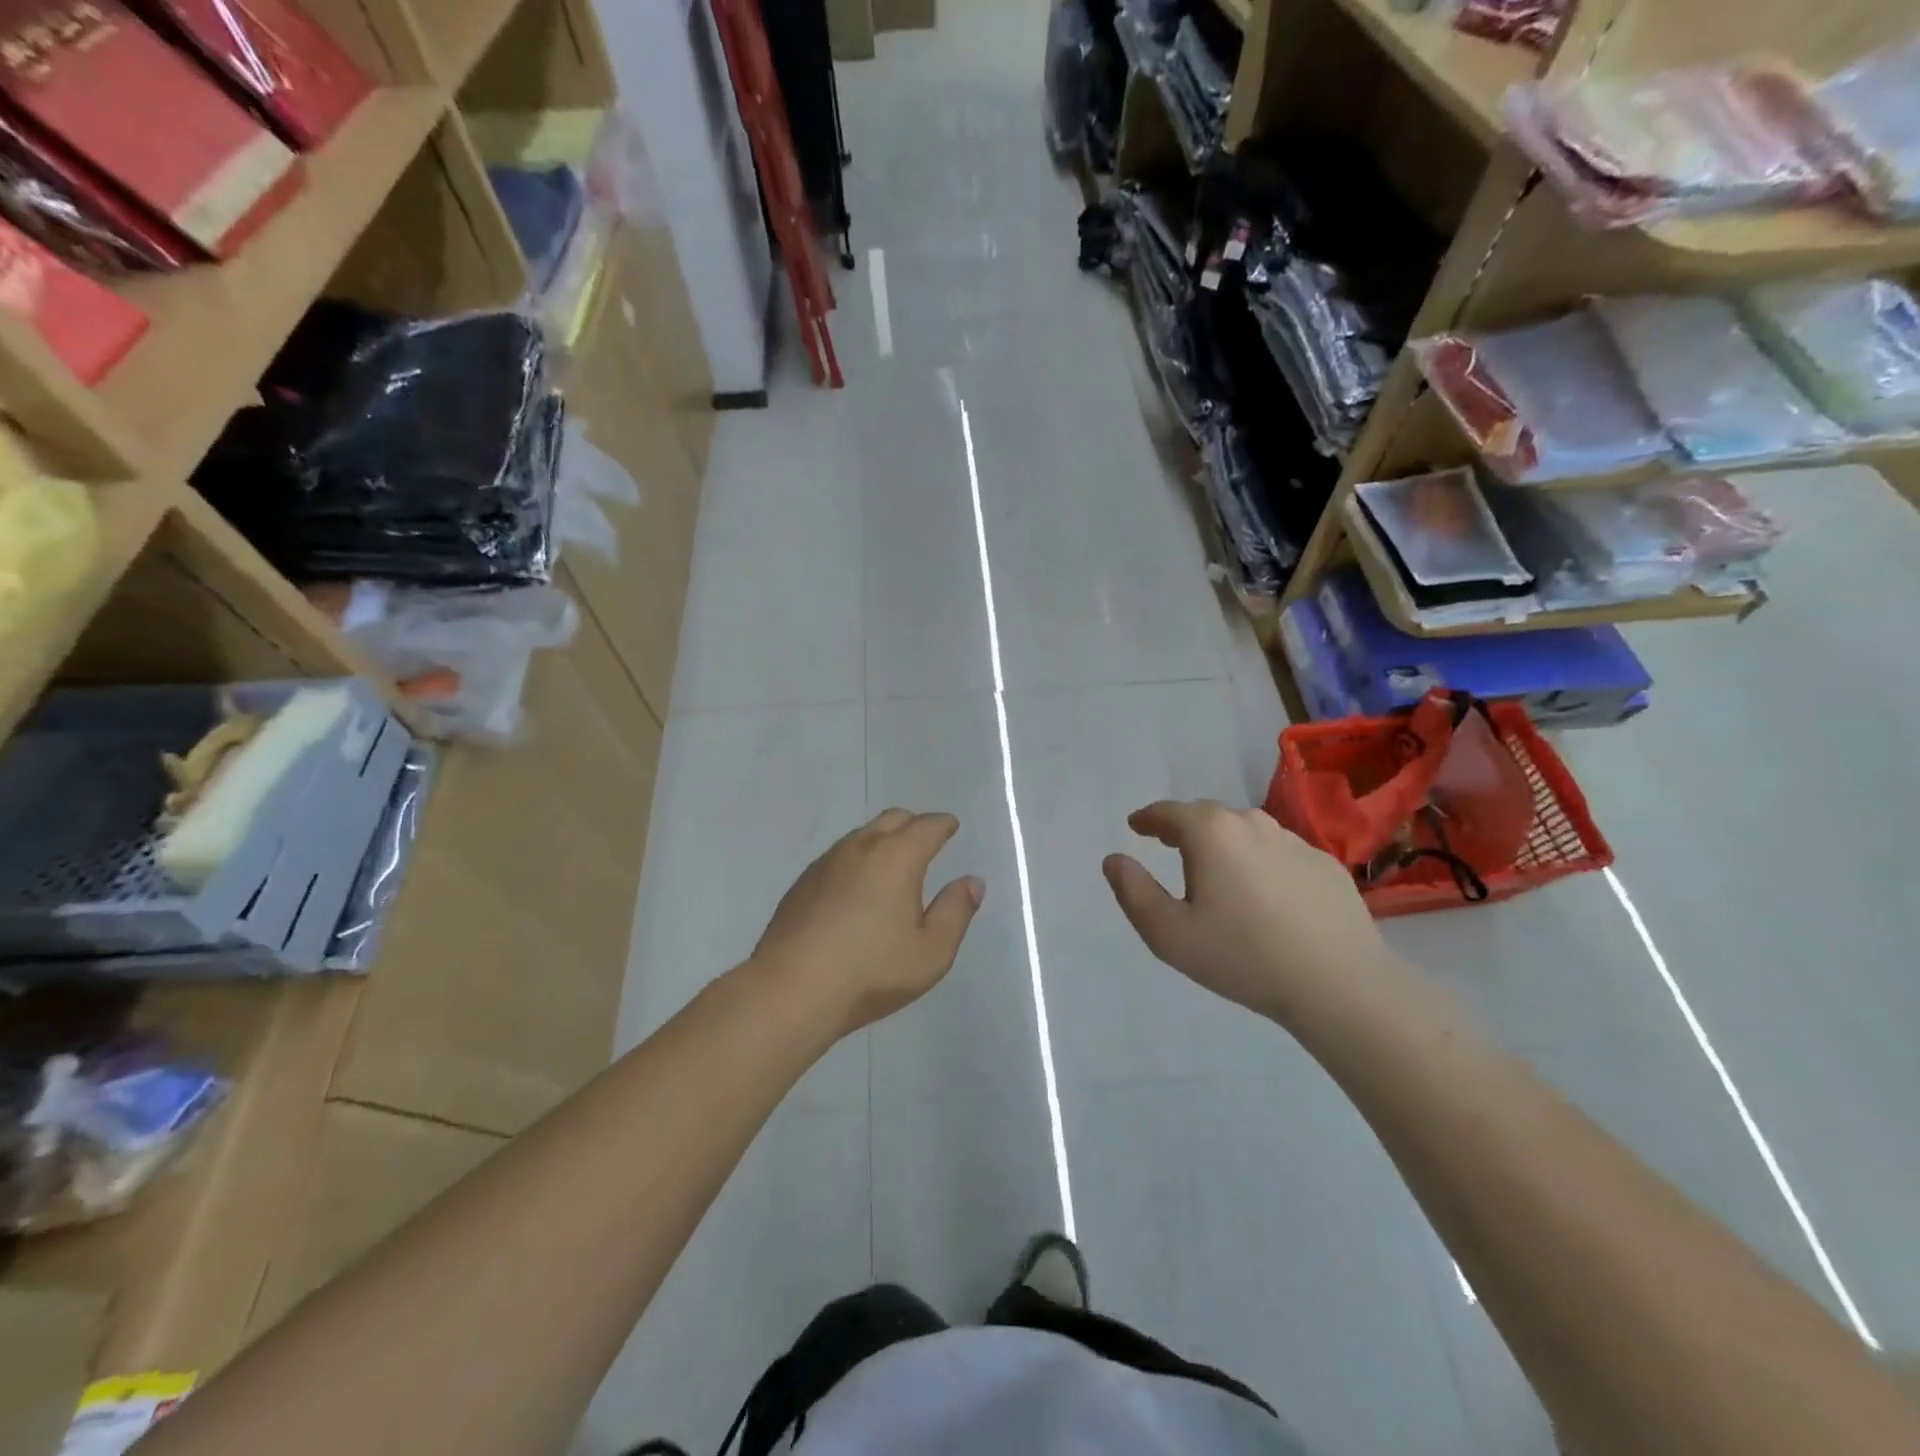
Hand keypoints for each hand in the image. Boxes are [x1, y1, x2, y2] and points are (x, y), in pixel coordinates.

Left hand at [753, 809, 984, 1037]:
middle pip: (893, 819)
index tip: (951, 827)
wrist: (791, 990)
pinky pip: (839, 856)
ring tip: (893, 864)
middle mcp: (860, 848)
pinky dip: (857, 859)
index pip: (927, 826)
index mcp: (897, 857)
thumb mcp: (931, 952)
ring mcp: (826, 863)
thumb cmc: (871, 972)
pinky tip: (857, 888)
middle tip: (926, 840)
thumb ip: (956, 911)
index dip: (943, 825)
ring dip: (883, 839)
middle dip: (914, 824)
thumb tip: (972, 882)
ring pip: (862, 835)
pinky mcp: (802, 883)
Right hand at [1103, 800, 1393, 1023]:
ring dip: (1225, 844)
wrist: (1339, 984)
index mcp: (1211, 832)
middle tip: (1172, 847)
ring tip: (1218, 872)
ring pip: (1247, 832)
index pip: (1169, 812)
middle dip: (1185, 828)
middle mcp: (1252, 823)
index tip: (1136, 825)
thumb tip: (1114, 860)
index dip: (1148, 818)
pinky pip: (1280, 854)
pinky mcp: (1326, 865)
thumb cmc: (1242, 956)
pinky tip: (1265, 896)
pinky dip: (1262, 863)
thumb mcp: (1169, 934)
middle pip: (1208, 816)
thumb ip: (1134, 892)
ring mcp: (1295, 842)